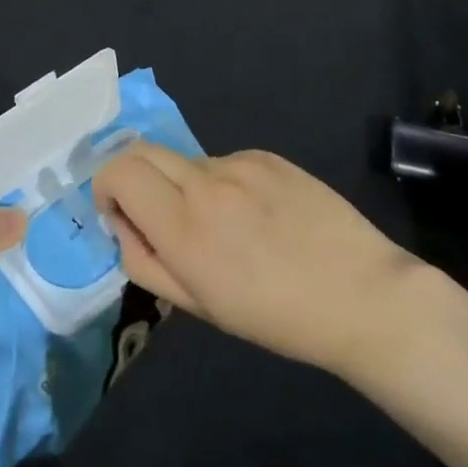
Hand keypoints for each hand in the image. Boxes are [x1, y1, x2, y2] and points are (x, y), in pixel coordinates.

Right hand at [93, 144, 420, 373]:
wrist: (362, 295)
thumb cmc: (275, 316)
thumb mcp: (198, 305)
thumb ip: (145, 260)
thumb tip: (124, 223)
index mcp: (183, 227)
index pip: (118, 171)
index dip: (106, 187)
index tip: (120, 214)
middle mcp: (205, 183)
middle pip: (142, 150)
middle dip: (133, 176)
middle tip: (155, 215)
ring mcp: (240, 164)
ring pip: (186, 162)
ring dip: (183, 186)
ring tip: (224, 225)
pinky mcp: (269, 156)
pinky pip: (225, 163)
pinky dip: (222, 183)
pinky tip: (258, 215)